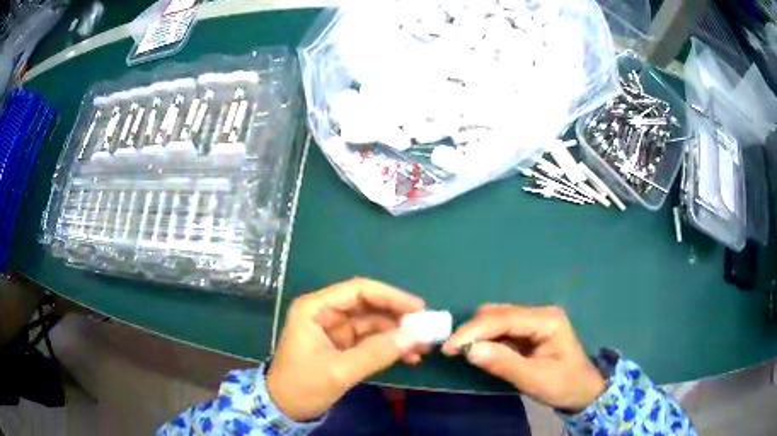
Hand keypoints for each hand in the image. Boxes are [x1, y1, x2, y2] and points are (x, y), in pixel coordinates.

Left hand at [266, 278, 427, 421]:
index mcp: (316, 309)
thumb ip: (377, 353)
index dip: (390, 296)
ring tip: (423, 348)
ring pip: (374, 325)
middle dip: (398, 318)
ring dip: (398, 335)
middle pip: (369, 307)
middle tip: (426, 330)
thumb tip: (415, 336)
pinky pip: (372, 341)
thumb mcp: (339, 371)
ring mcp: (336, 330)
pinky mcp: (343, 346)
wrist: (285, 409)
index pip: (358, 291)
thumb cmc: (303, 386)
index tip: (419, 308)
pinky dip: (390, 347)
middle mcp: (326, 314)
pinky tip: (409, 357)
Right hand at [442, 305, 604, 410]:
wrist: (583, 391)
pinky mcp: (528, 331)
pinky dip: (486, 339)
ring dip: (478, 334)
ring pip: (497, 319)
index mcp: (547, 320)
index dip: (474, 330)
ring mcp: (534, 321)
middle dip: (473, 330)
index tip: (448, 346)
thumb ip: (504, 364)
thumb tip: (468, 351)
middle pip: (498, 314)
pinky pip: (501, 330)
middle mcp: (540, 314)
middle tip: (452, 352)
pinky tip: (479, 351)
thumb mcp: (535, 379)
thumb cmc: (564, 385)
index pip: (505, 318)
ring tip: (462, 352)